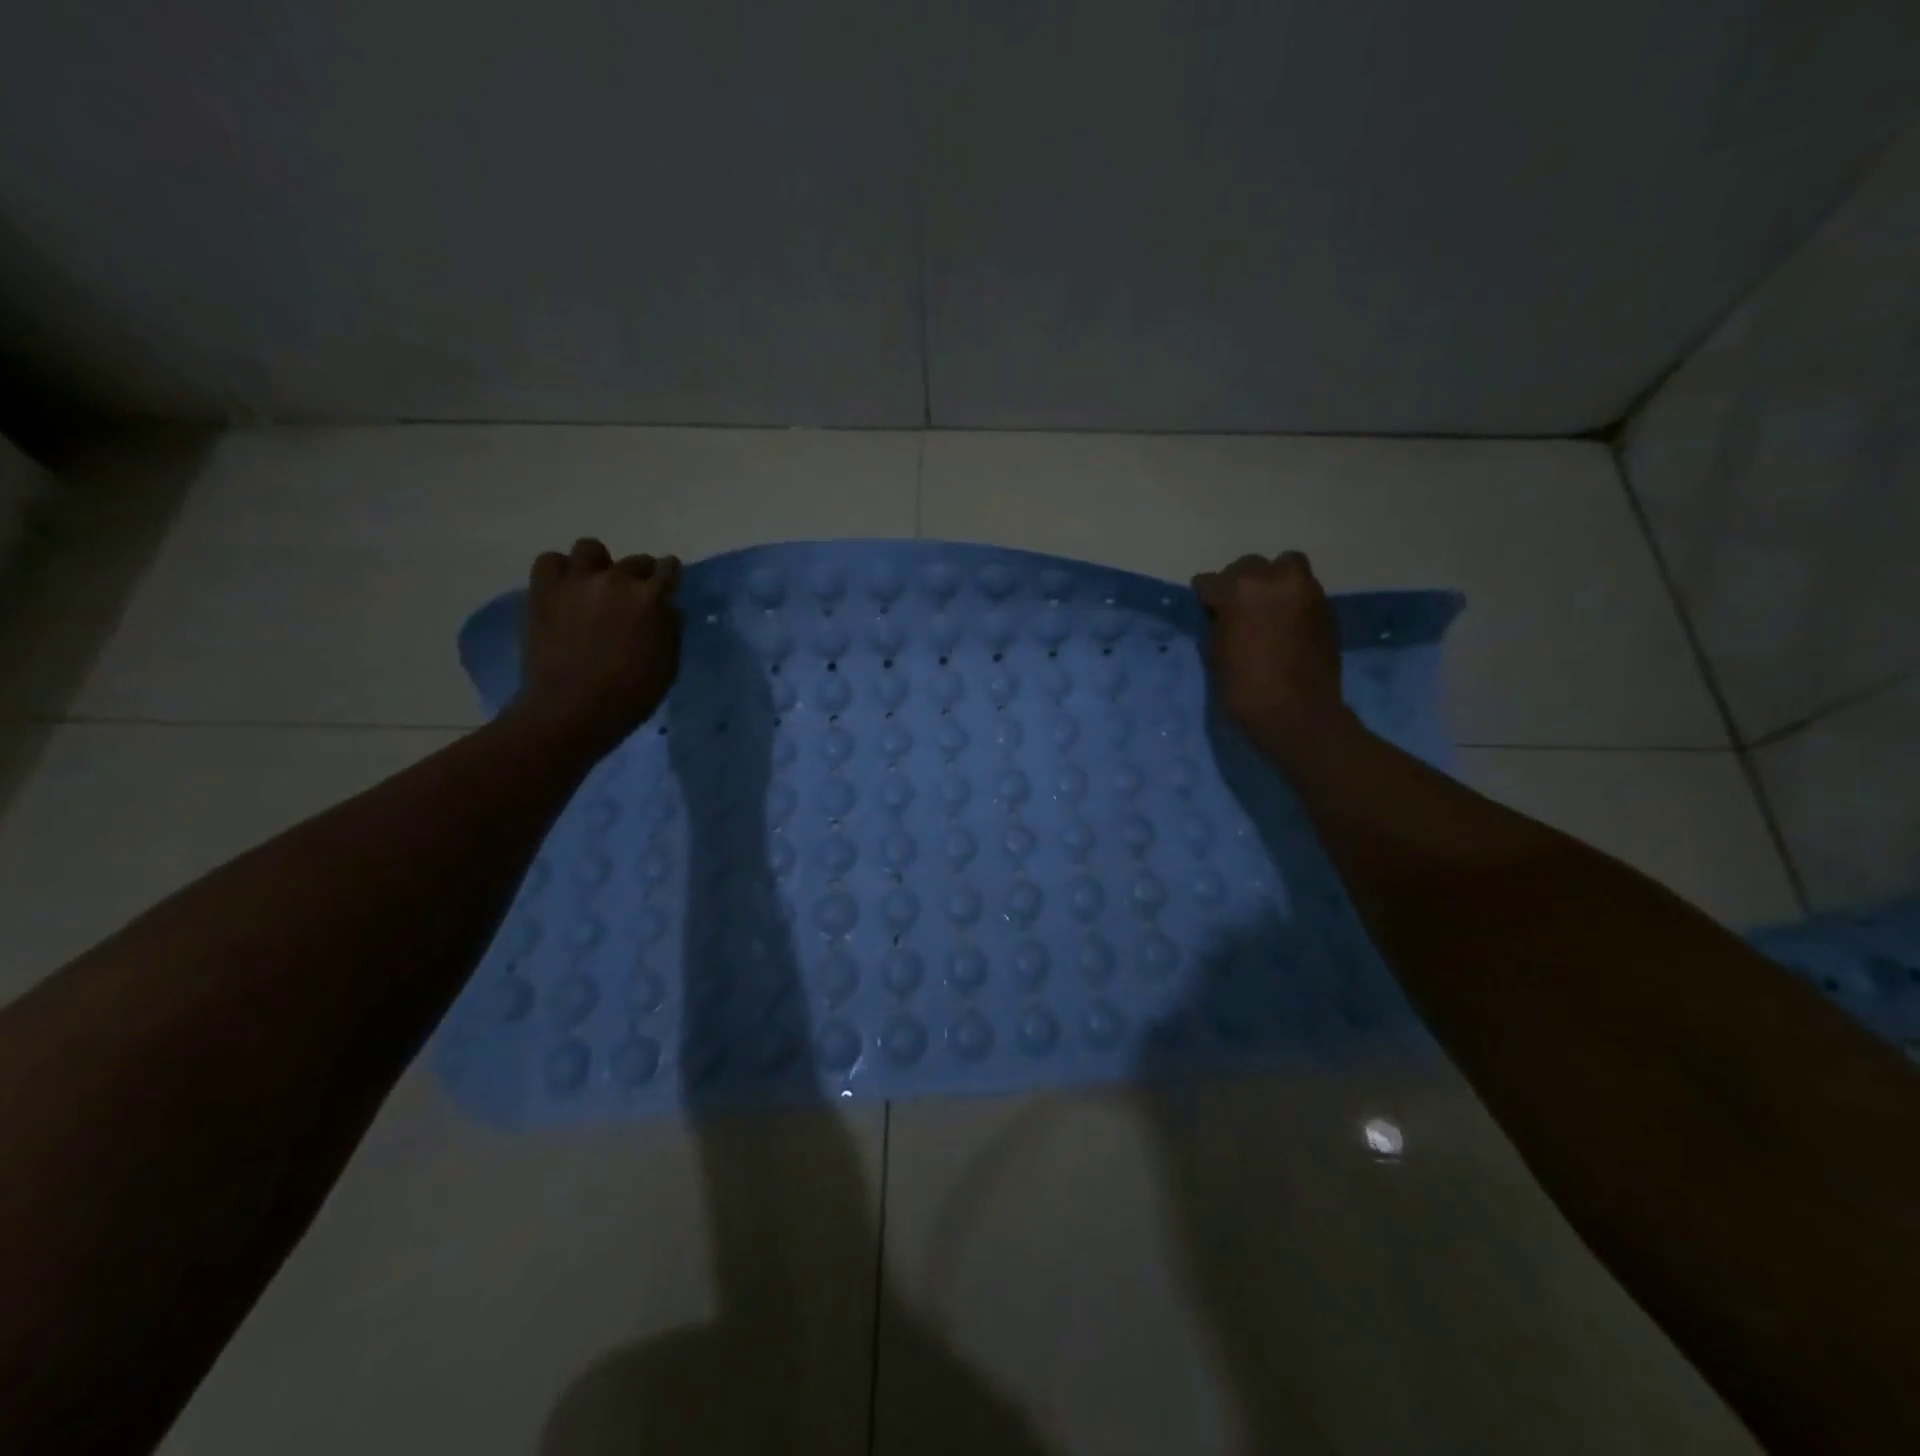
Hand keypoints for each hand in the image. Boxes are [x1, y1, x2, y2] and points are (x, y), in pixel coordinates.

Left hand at [516, 538, 681, 751]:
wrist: (574, 708)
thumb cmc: (631, 693)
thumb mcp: (668, 662)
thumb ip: (669, 626)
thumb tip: (665, 606)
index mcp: (651, 598)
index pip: (668, 569)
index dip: (669, 576)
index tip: (667, 585)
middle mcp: (616, 579)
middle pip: (634, 561)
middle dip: (639, 575)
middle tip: (632, 597)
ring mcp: (576, 581)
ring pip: (590, 549)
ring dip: (599, 564)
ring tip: (596, 585)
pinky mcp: (544, 590)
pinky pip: (551, 561)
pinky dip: (561, 571)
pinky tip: (566, 590)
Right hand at [1192, 551, 1351, 755]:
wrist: (1297, 713)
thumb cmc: (1245, 688)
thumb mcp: (1216, 653)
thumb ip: (1219, 622)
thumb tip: (1222, 612)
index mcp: (1239, 591)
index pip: (1210, 581)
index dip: (1206, 597)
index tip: (1207, 610)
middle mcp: (1274, 580)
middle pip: (1248, 566)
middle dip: (1239, 583)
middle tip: (1236, 609)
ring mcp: (1305, 590)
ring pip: (1284, 567)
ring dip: (1271, 582)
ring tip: (1266, 609)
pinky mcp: (1326, 606)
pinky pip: (1302, 589)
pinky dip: (1291, 599)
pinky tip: (1285, 624)